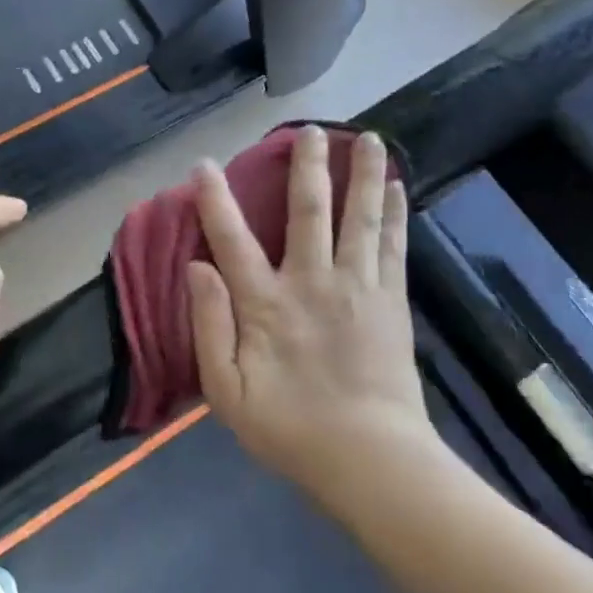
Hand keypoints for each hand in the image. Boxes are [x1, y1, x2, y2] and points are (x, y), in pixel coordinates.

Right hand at [187, 127, 430, 493]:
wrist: (372, 461)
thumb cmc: (290, 429)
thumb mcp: (227, 392)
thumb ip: (209, 326)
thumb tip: (196, 267)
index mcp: (266, 304)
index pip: (232, 240)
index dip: (215, 199)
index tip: (205, 164)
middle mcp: (312, 282)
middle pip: (309, 212)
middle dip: (307, 167)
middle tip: (308, 130)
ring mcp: (358, 288)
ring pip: (359, 219)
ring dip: (362, 175)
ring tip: (368, 137)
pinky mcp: (391, 301)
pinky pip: (392, 245)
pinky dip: (394, 212)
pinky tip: (396, 186)